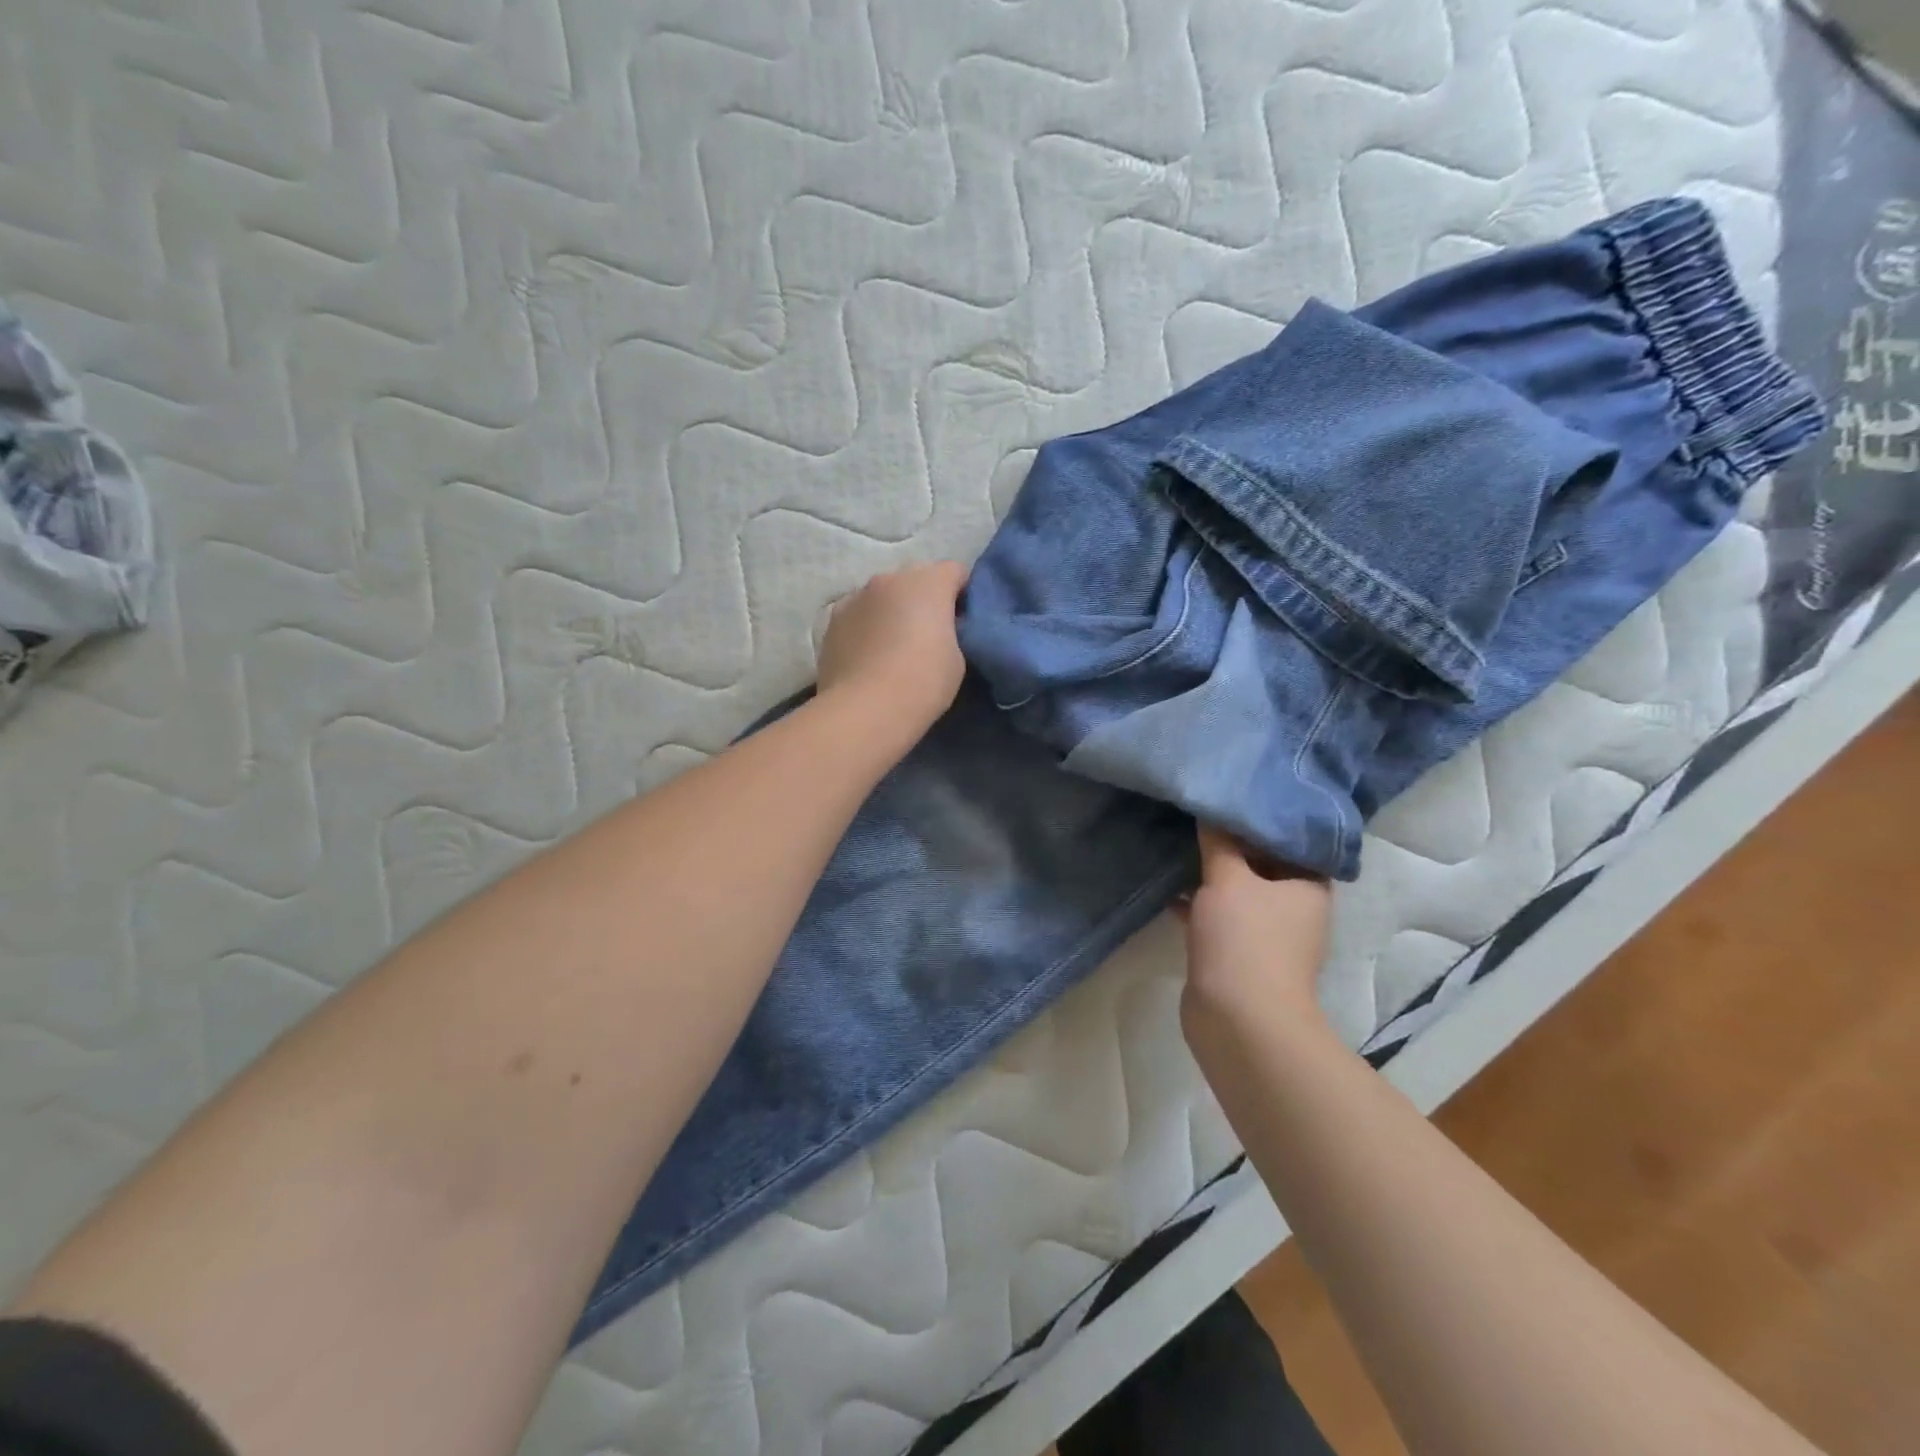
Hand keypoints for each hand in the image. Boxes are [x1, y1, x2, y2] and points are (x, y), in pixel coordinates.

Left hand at [817, 561, 968, 736]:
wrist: (865, 709)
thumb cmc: (923, 683)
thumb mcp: (956, 658)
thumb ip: (950, 632)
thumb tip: (939, 628)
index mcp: (928, 582)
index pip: (955, 571)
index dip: (962, 594)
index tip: (962, 621)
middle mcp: (889, 579)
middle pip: (914, 579)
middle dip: (924, 599)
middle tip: (929, 634)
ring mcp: (855, 597)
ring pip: (882, 596)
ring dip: (891, 611)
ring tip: (893, 647)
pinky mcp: (831, 622)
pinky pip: (858, 615)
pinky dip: (866, 627)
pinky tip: (867, 657)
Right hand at [1183, 825, 1333, 1023]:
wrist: (1239, 1020)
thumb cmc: (1245, 939)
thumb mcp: (1228, 878)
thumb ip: (1219, 841)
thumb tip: (1212, 808)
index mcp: (1308, 886)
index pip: (1292, 838)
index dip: (1265, 816)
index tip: (1235, 793)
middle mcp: (1294, 908)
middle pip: (1263, 863)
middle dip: (1231, 842)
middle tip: (1201, 812)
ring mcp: (1266, 935)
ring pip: (1238, 891)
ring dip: (1211, 873)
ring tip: (1179, 842)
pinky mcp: (1238, 955)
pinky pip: (1218, 917)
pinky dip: (1198, 903)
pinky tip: (1168, 889)